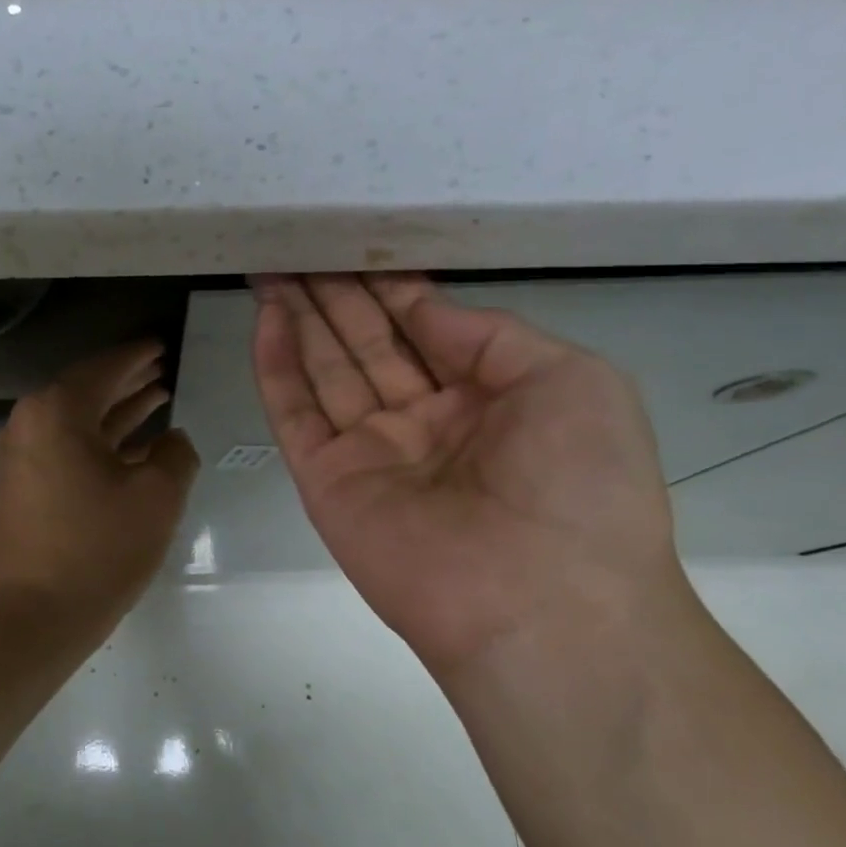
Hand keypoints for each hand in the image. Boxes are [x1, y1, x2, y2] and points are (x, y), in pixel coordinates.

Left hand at [0, 340, 200, 641]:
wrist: (34, 616)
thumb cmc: (99, 549)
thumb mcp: (157, 496)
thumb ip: (175, 454)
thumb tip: (171, 440)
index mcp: (57, 411)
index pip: (104, 369)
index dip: (138, 356)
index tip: (162, 346)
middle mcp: (30, 424)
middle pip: (86, 390)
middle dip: (127, 380)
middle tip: (162, 368)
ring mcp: (20, 457)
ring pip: (78, 422)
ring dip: (116, 412)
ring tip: (158, 399)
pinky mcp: (22, 487)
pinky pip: (67, 449)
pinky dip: (100, 443)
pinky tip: (134, 448)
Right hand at [251, 274, 683, 678]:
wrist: (541, 601)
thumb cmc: (580, 483)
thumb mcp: (572, 381)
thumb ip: (490, 336)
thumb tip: (422, 308)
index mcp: (486, 402)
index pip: (424, 332)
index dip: (393, 290)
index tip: (361, 247)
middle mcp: (423, 424)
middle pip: (367, 346)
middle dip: (337, 296)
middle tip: (302, 245)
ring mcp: (369, 453)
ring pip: (325, 371)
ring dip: (299, 318)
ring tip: (273, 267)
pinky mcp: (326, 480)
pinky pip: (295, 413)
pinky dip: (277, 365)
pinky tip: (265, 316)